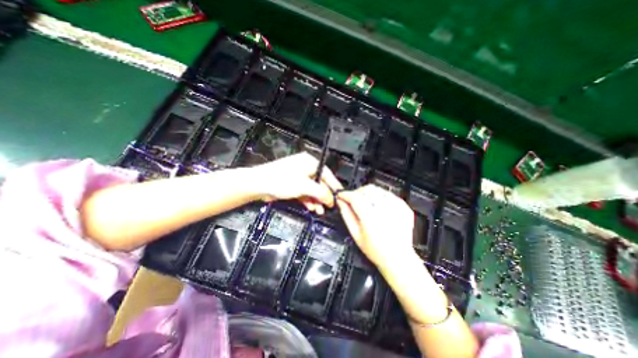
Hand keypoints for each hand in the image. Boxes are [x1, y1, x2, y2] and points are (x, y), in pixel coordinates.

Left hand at [254, 152, 343, 213]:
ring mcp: (298, 176)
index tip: (339, 195)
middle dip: (324, 196)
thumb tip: (331, 198)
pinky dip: (308, 200)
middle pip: (320, 183)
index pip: (327, 174)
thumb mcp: (304, 186)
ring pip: (312, 189)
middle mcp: (305, 168)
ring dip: (316, 200)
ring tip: (320, 210)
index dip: (334, 185)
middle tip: (329, 206)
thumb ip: (321, 192)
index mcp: (309, 163)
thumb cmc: (279, 180)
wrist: (258, 185)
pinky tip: (311, 207)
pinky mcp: (293, 184)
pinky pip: (304, 192)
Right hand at [334, 186, 418, 268]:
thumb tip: (340, 202)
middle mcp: (385, 210)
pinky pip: (387, 194)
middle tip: (352, 200)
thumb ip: (347, 215)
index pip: (355, 197)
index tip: (341, 195)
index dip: (346, 194)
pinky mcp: (403, 207)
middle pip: (367, 190)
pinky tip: (377, 206)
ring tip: (364, 203)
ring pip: (377, 190)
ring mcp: (396, 207)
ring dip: (367, 193)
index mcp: (371, 218)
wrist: (398, 258)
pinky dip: (379, 197)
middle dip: (356, 192)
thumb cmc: (376, 251)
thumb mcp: (356, 234)